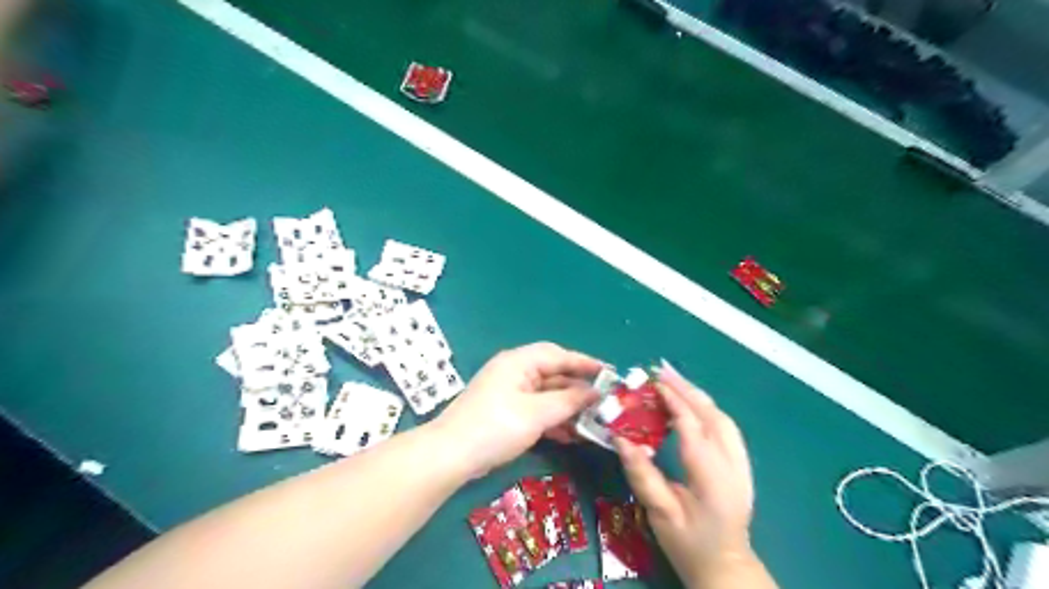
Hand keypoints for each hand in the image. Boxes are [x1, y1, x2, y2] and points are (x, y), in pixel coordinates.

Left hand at [429, 342, 603, 474]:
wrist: (451, 455)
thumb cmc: (496, 427)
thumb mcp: (537, 413)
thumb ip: (569, 400)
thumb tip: (594, 392)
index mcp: (519, 362)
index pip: (558, 355)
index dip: (584, 363)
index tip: (609, 374)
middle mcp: (514, 372)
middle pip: (553, 374)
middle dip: (578, 388)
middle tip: (604, 401)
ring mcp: (509, 393)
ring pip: (546, 394)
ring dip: (568, 407)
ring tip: (593, 421)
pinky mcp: (506, 413)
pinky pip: (537, 409)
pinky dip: (553, 419)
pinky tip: (571, 434)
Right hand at [616, 360, 764, 586]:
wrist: (726, 566)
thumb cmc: (689, 544)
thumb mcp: (660, 513)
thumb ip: (641, 474)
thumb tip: (620, 438)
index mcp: (712, 476)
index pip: (692, 427)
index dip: (673, 401)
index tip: (652, 382)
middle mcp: (733, 464)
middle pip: (712, 415)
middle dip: (686, 389)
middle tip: (661, 370)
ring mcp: (742, 464)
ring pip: (723, 418)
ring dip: (698, 396)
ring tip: (674, 381)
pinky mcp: (741, 465)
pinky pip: (726, 427)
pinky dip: (708, 409)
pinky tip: (693, 404)